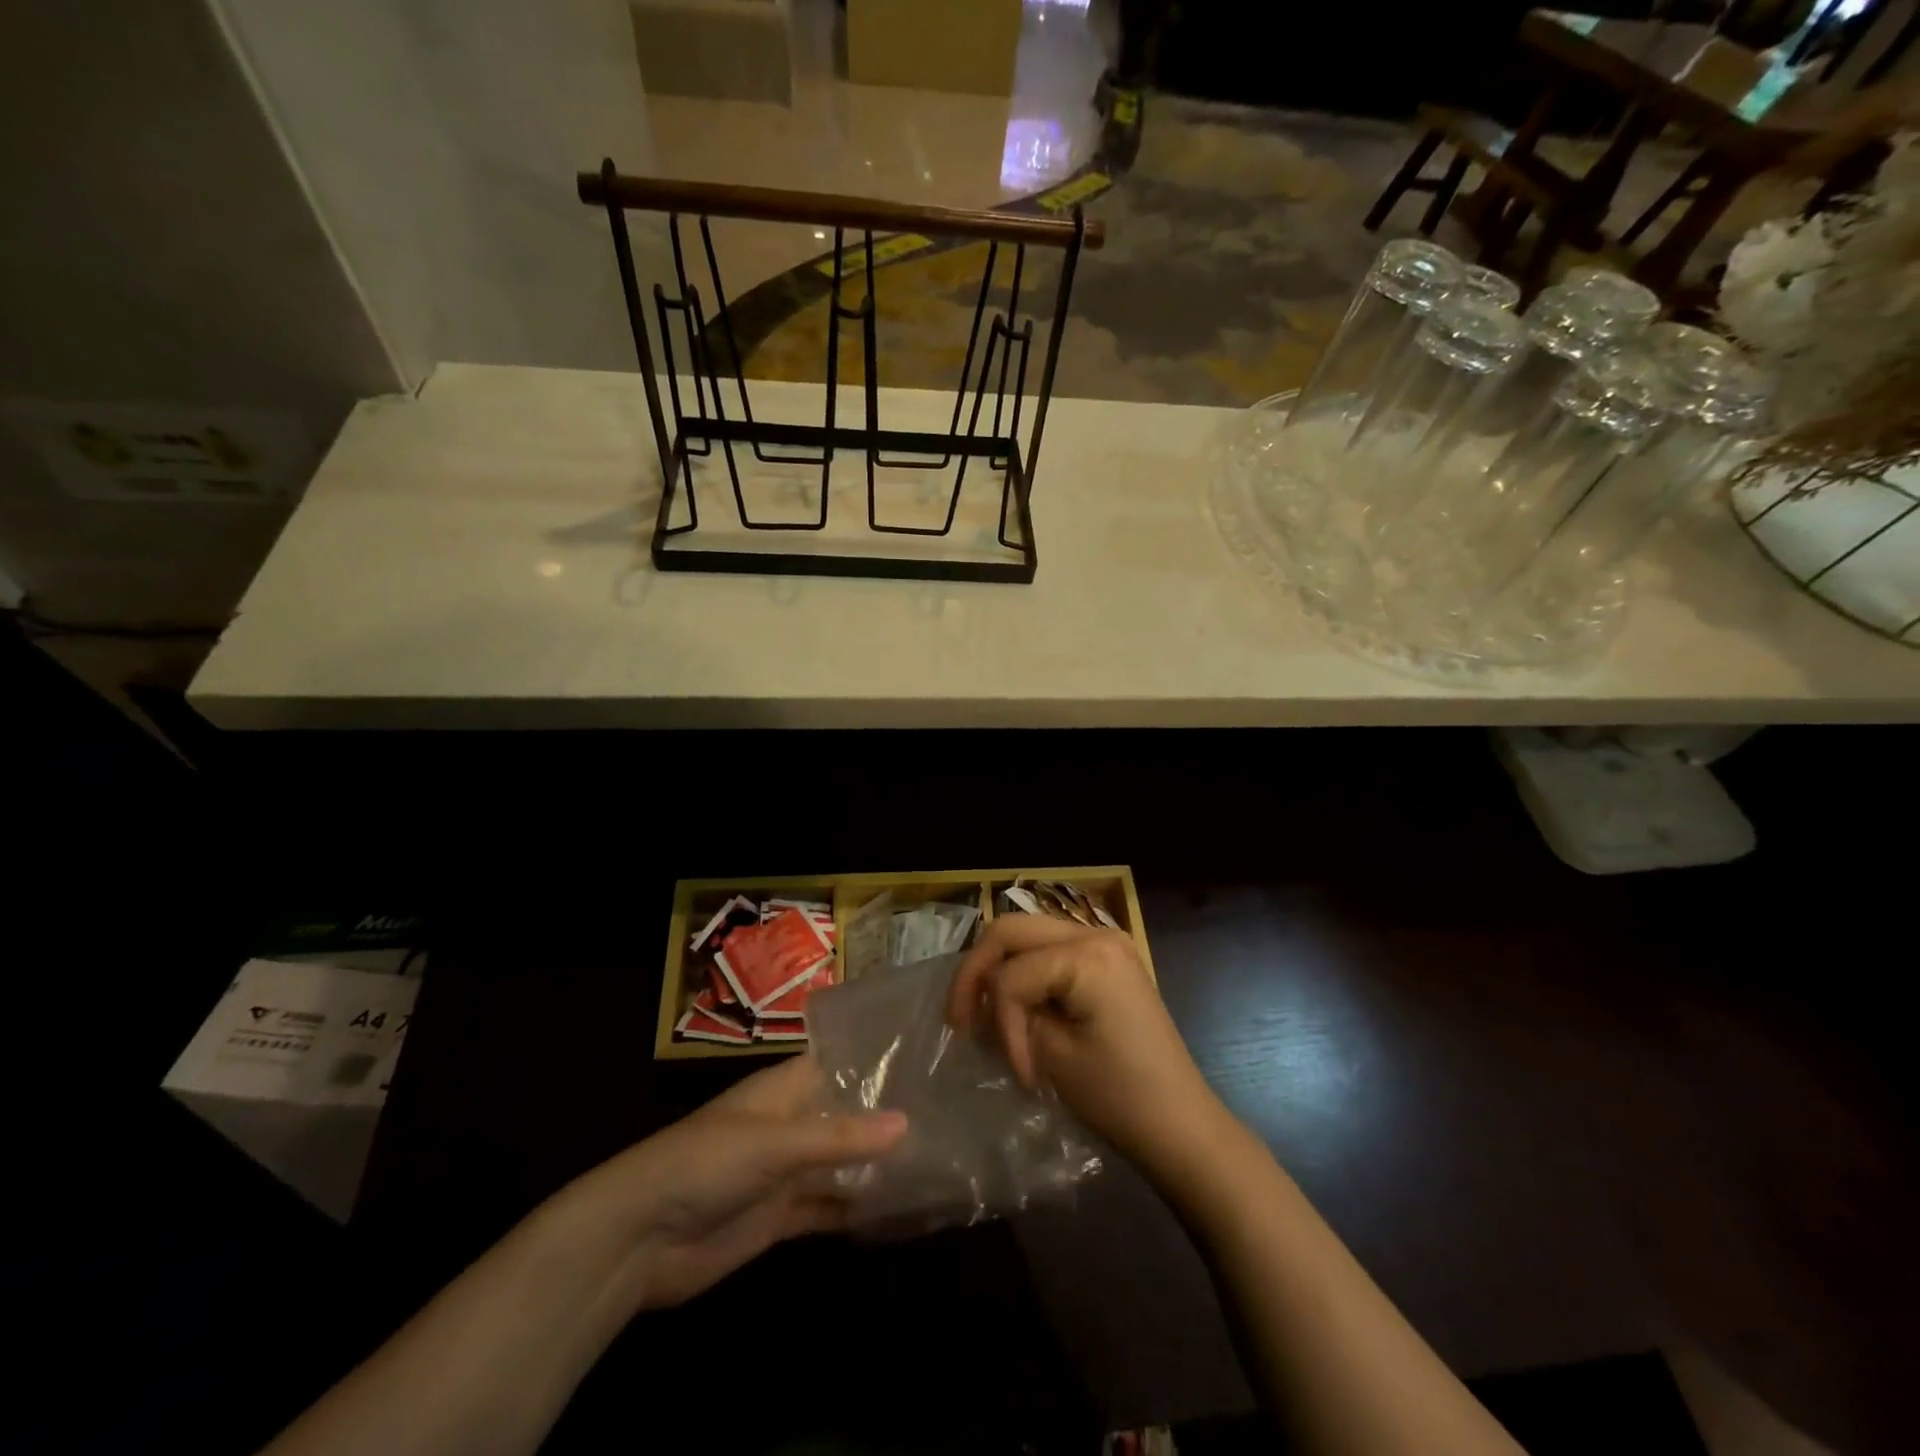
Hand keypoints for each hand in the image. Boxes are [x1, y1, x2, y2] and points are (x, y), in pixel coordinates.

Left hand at [567, 1057, 905, 1309]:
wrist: (639, 1239)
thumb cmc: (705, 1163)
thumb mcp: (775, 1143)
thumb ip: (840, 1137)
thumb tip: (908, 1123)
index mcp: (784, 1089)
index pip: (837, 1063)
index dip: (876, 1061)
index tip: (926, 1059)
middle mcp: (790, 1123)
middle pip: (845, 1115)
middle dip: (886, 1118)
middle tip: (947, 1114)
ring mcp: (785, 1172)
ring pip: (841, 1163)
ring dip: (877, 1167)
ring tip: (937, 1160)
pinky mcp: (780, 1217)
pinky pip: (828, 1208)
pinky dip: (857, 1210)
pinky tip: (899, 1211)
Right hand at [946, 914, 1219, 1174]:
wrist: (1181, 1125)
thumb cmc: (1121, 1097)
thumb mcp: (1053, 1056)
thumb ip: (1011, 1016)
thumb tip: (985, 1005)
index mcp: (1088, 954)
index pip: (1011, 974)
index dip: (999, 1021)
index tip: (1015, 1070)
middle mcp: (1095, 932)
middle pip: (1010, 931)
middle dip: (977, 973)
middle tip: (958, 1019)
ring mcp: (1105, 942)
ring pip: (1026, 937)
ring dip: (999, 972)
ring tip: (983, 1016)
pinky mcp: (1107, 960)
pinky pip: (1050, 952)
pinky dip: (1025, 976)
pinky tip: (1016, 1010)